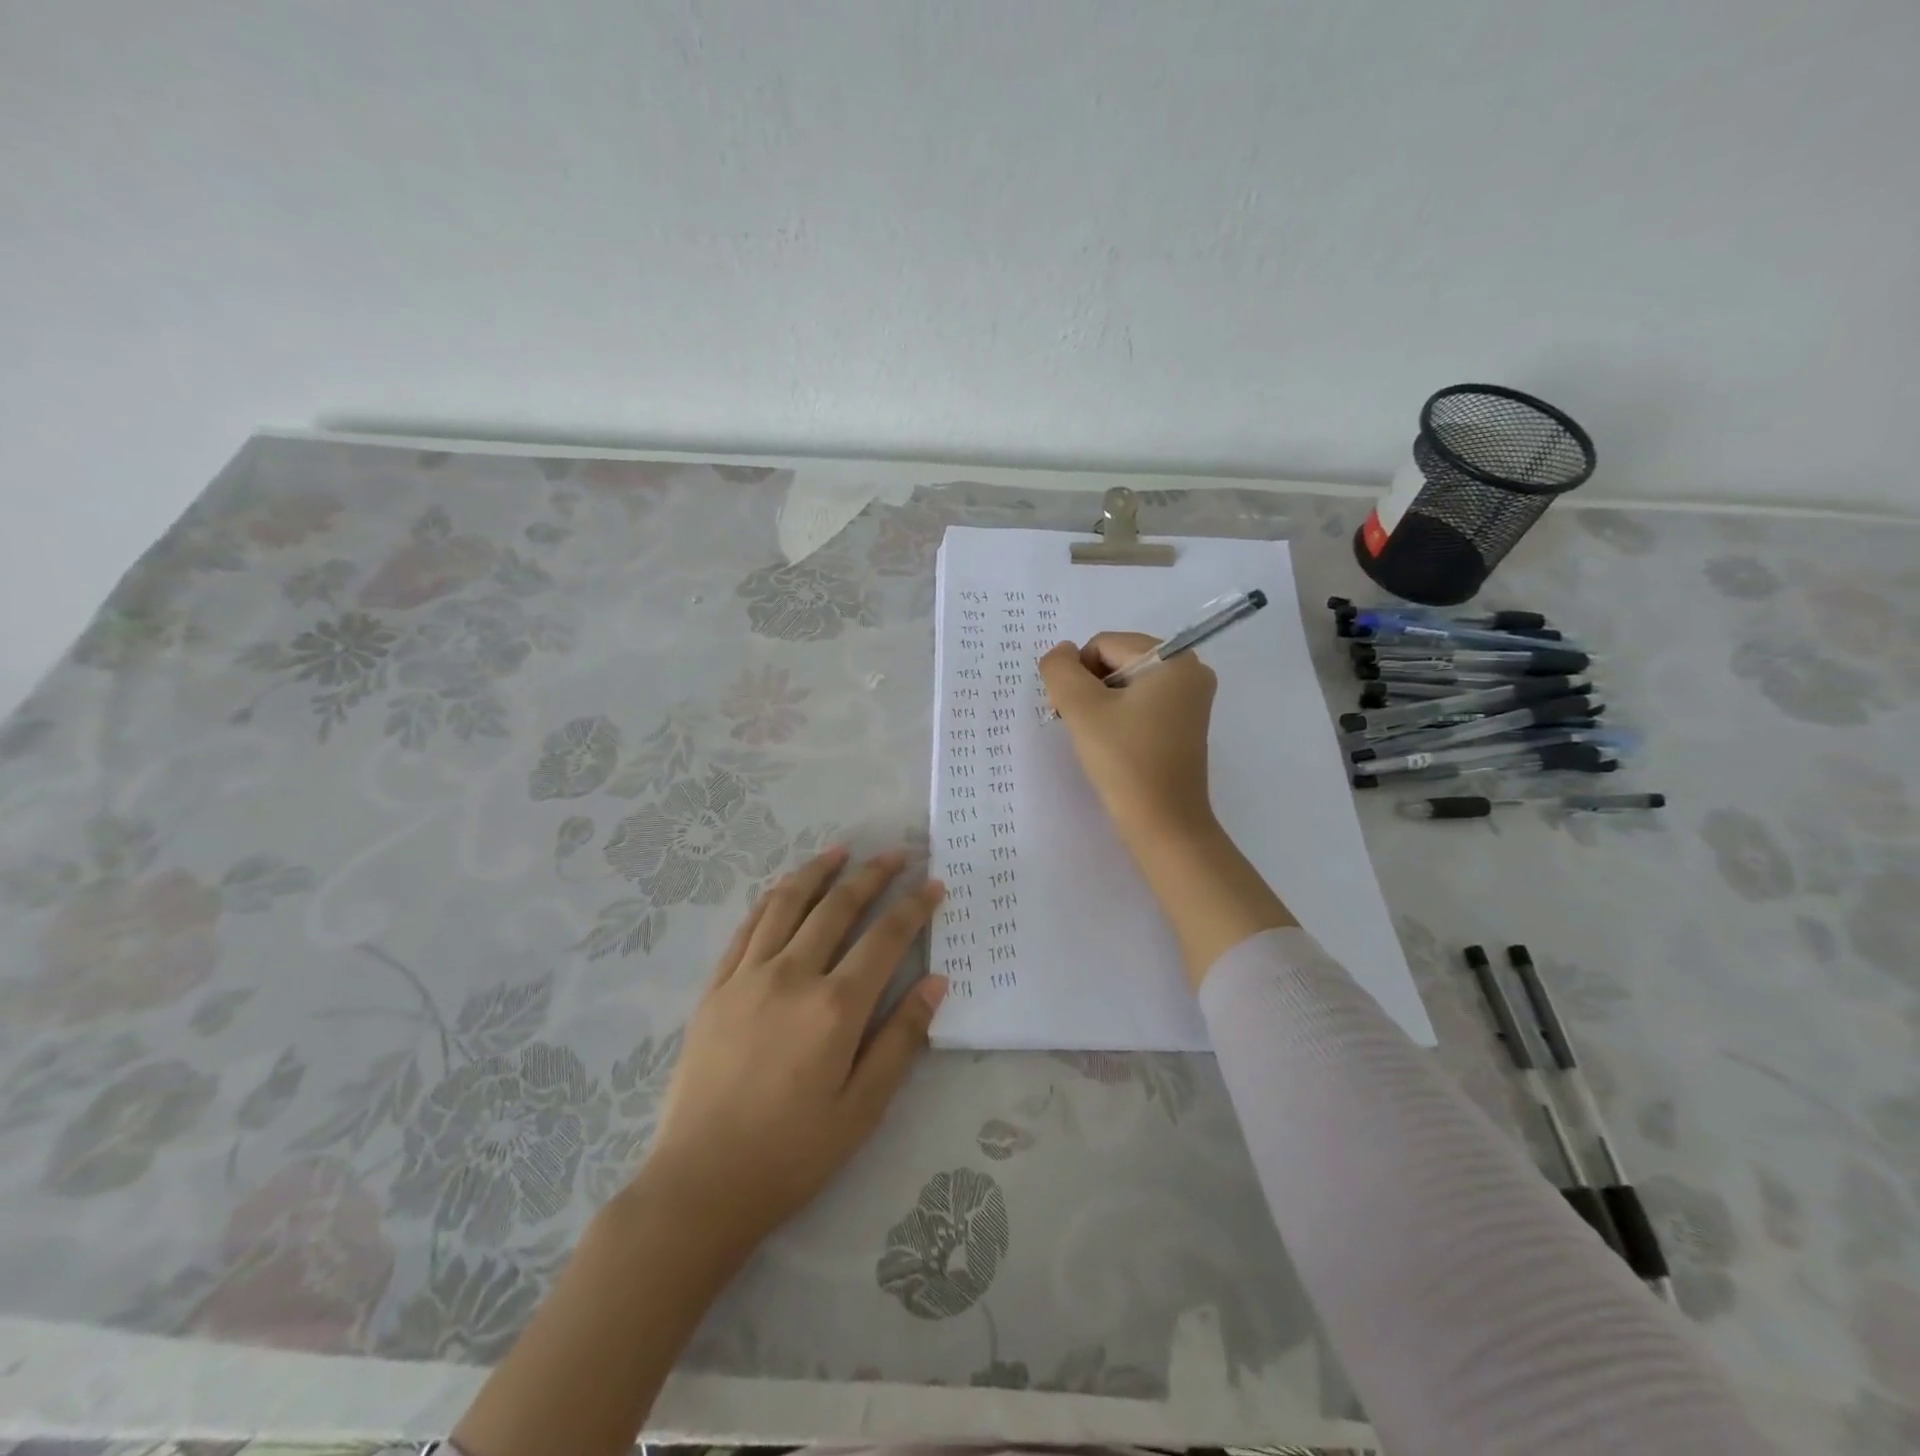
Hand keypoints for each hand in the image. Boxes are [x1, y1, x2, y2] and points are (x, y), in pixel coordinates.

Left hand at [639, 846, 946, 1259]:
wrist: (701, 1184)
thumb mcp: (863, 1108)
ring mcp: (748, 976)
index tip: (934, 883)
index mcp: (835, 1007)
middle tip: (896, 855)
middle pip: (838, 907)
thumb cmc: (792, 1154)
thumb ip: (901, 1039)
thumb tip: (936, 982)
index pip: (885, 938)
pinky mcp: (716, 987)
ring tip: (841, 851)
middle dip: (872, 875)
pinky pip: (747, 927)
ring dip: (818, 872)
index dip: (914, 906)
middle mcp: (792, 976)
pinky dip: (772, 899)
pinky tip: (785, 889)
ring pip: (787, 903)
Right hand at [1039, 635, 1292, 985]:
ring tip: (1095, 738)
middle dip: (1089, 688)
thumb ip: (1060, 669)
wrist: (1163, 824)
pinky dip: (1118, 716)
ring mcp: (1190, 699)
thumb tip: (1060, 652)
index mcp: (1174, 658)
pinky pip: (1141, 703)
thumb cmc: (1124, 761)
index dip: (1077, 674)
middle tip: (1079, 725)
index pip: (1104, 644)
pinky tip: (1111, 744)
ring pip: (1126, 683)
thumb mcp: (1082, 709)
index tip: (1071, 712)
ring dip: (1100, 704)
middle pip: (1117, 660)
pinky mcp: (1184, 724)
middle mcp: (1190, 670)